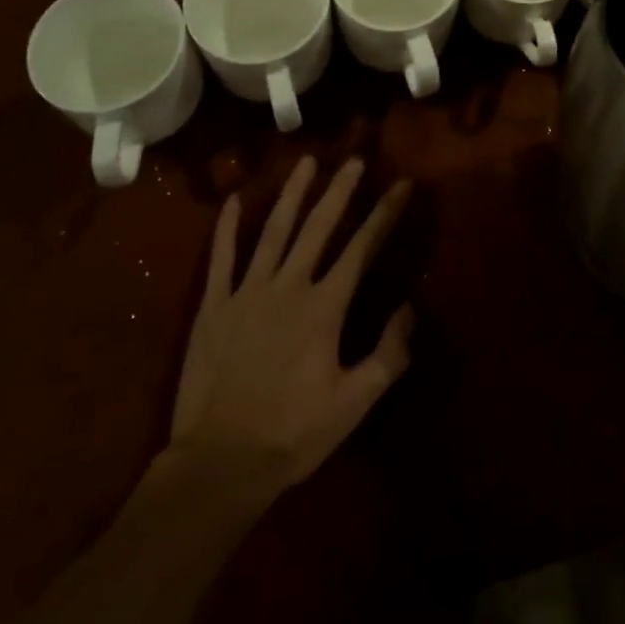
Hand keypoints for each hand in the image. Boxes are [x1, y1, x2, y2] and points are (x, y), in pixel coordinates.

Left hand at [171, 156, 413, 488]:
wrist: (220, 463)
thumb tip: (409, 308)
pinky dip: (226, 227)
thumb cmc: (293, 434)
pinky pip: (221, 258)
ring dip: (292, 194)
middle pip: (319, 226)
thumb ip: (389, 355)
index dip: (385, 213)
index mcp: (324, 307)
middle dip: (340, 190)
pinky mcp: (214, 306)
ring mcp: (247, 292)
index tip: (402, 184)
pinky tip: (232, 199)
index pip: (362, 248)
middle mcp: (289, 286)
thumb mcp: (354, 403)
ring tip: (305, 162)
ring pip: (273, 230)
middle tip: (353, 159)